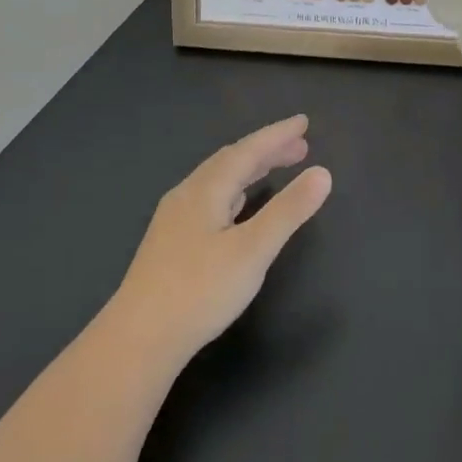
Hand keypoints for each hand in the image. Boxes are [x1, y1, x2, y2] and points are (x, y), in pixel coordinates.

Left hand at [112, 115, 331, 360]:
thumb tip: (322, 173)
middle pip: (230, 161)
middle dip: (266, 150)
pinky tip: (238, 207)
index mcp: (206, 190)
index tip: (304, 122)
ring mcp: (175, 220)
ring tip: (276, 167)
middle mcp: (187, 196)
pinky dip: (235, 191)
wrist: (138, 339)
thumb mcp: (253, 250)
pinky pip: (210, 199)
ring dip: (249, 169)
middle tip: (300, 146)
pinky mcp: (170, 243)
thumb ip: (288, 211)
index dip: (277, 135)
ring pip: (218, 181)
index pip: (247, 151)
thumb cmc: (200, 291)